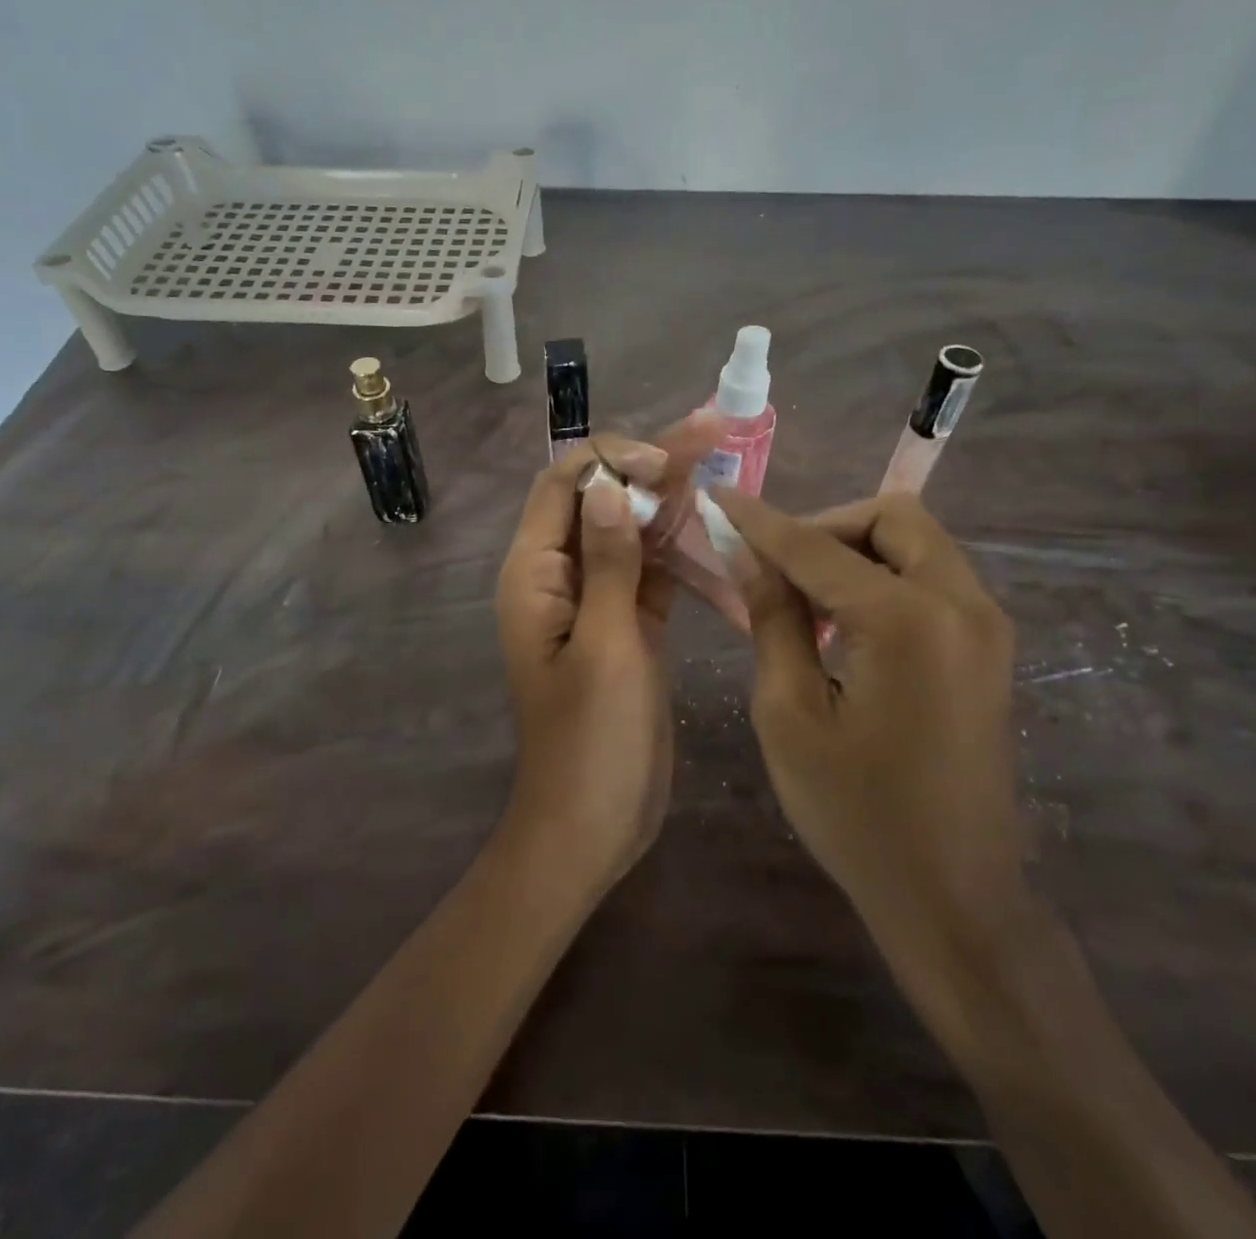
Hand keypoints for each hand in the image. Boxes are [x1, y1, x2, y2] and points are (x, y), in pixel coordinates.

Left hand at [494, 422, 716, 892]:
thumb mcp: (607, 646)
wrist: (591, 825)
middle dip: (652, 465)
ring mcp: (596, 600)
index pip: (564, 484)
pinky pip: (650, 570)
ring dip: (671, 501)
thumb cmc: (592, 742)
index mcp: (535, 574)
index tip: (667, 462)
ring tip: (720, 463)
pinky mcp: (628, 625)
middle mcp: (560, 576)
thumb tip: (607, 484)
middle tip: (711, 429)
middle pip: (602, 499)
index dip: (613, 459)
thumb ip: (608, 562)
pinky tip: (714, 528)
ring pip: (631, 531)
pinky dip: (679, 549)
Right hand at [706, 489, 1027, 986]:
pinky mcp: (989, 648)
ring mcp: (986, 625)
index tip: (719, 497)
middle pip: (892, 518)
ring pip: (917, 543)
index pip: (817, 547)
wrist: (954, 897)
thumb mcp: (789, 715)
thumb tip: (751, 558)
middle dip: (826, 527)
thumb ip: (773, 621)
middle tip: (776, 568)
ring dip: (856, 550)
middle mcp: (961, 605)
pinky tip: (845, 624)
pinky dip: (884, 577)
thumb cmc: (856, 814)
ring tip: (804, 599)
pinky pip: (933, 578)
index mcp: (907, 621)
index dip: (761, 522)